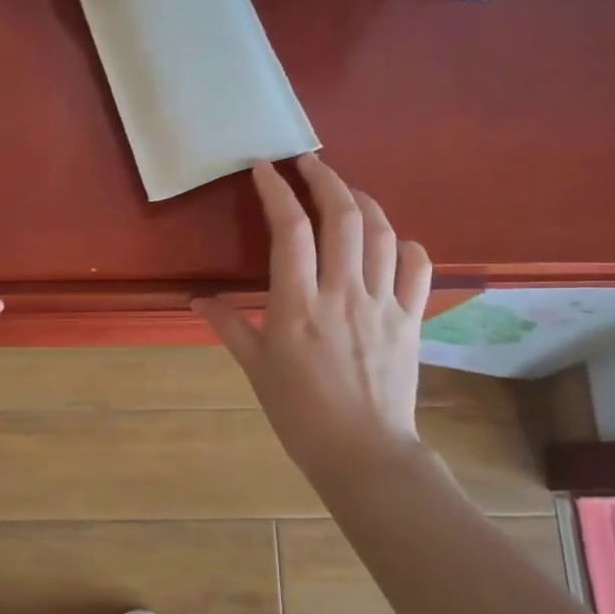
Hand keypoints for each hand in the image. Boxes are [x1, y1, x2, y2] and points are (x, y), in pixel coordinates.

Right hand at [194, 154, 431, 487]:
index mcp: (298, 305)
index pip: (289, 231)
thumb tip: (196, 301)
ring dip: (363, 201)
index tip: (264, 169)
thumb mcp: (256, 369)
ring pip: (382, 233)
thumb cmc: (299, 413)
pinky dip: (406, 244)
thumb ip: (229, 327)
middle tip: (308, 162)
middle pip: (342, 217)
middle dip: (324, 179)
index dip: (276, 192)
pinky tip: (393, 240)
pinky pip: (418, 268)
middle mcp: (343, 293)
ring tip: (346, 189)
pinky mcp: (410, 318)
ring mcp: (383, 304)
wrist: (362, 452)